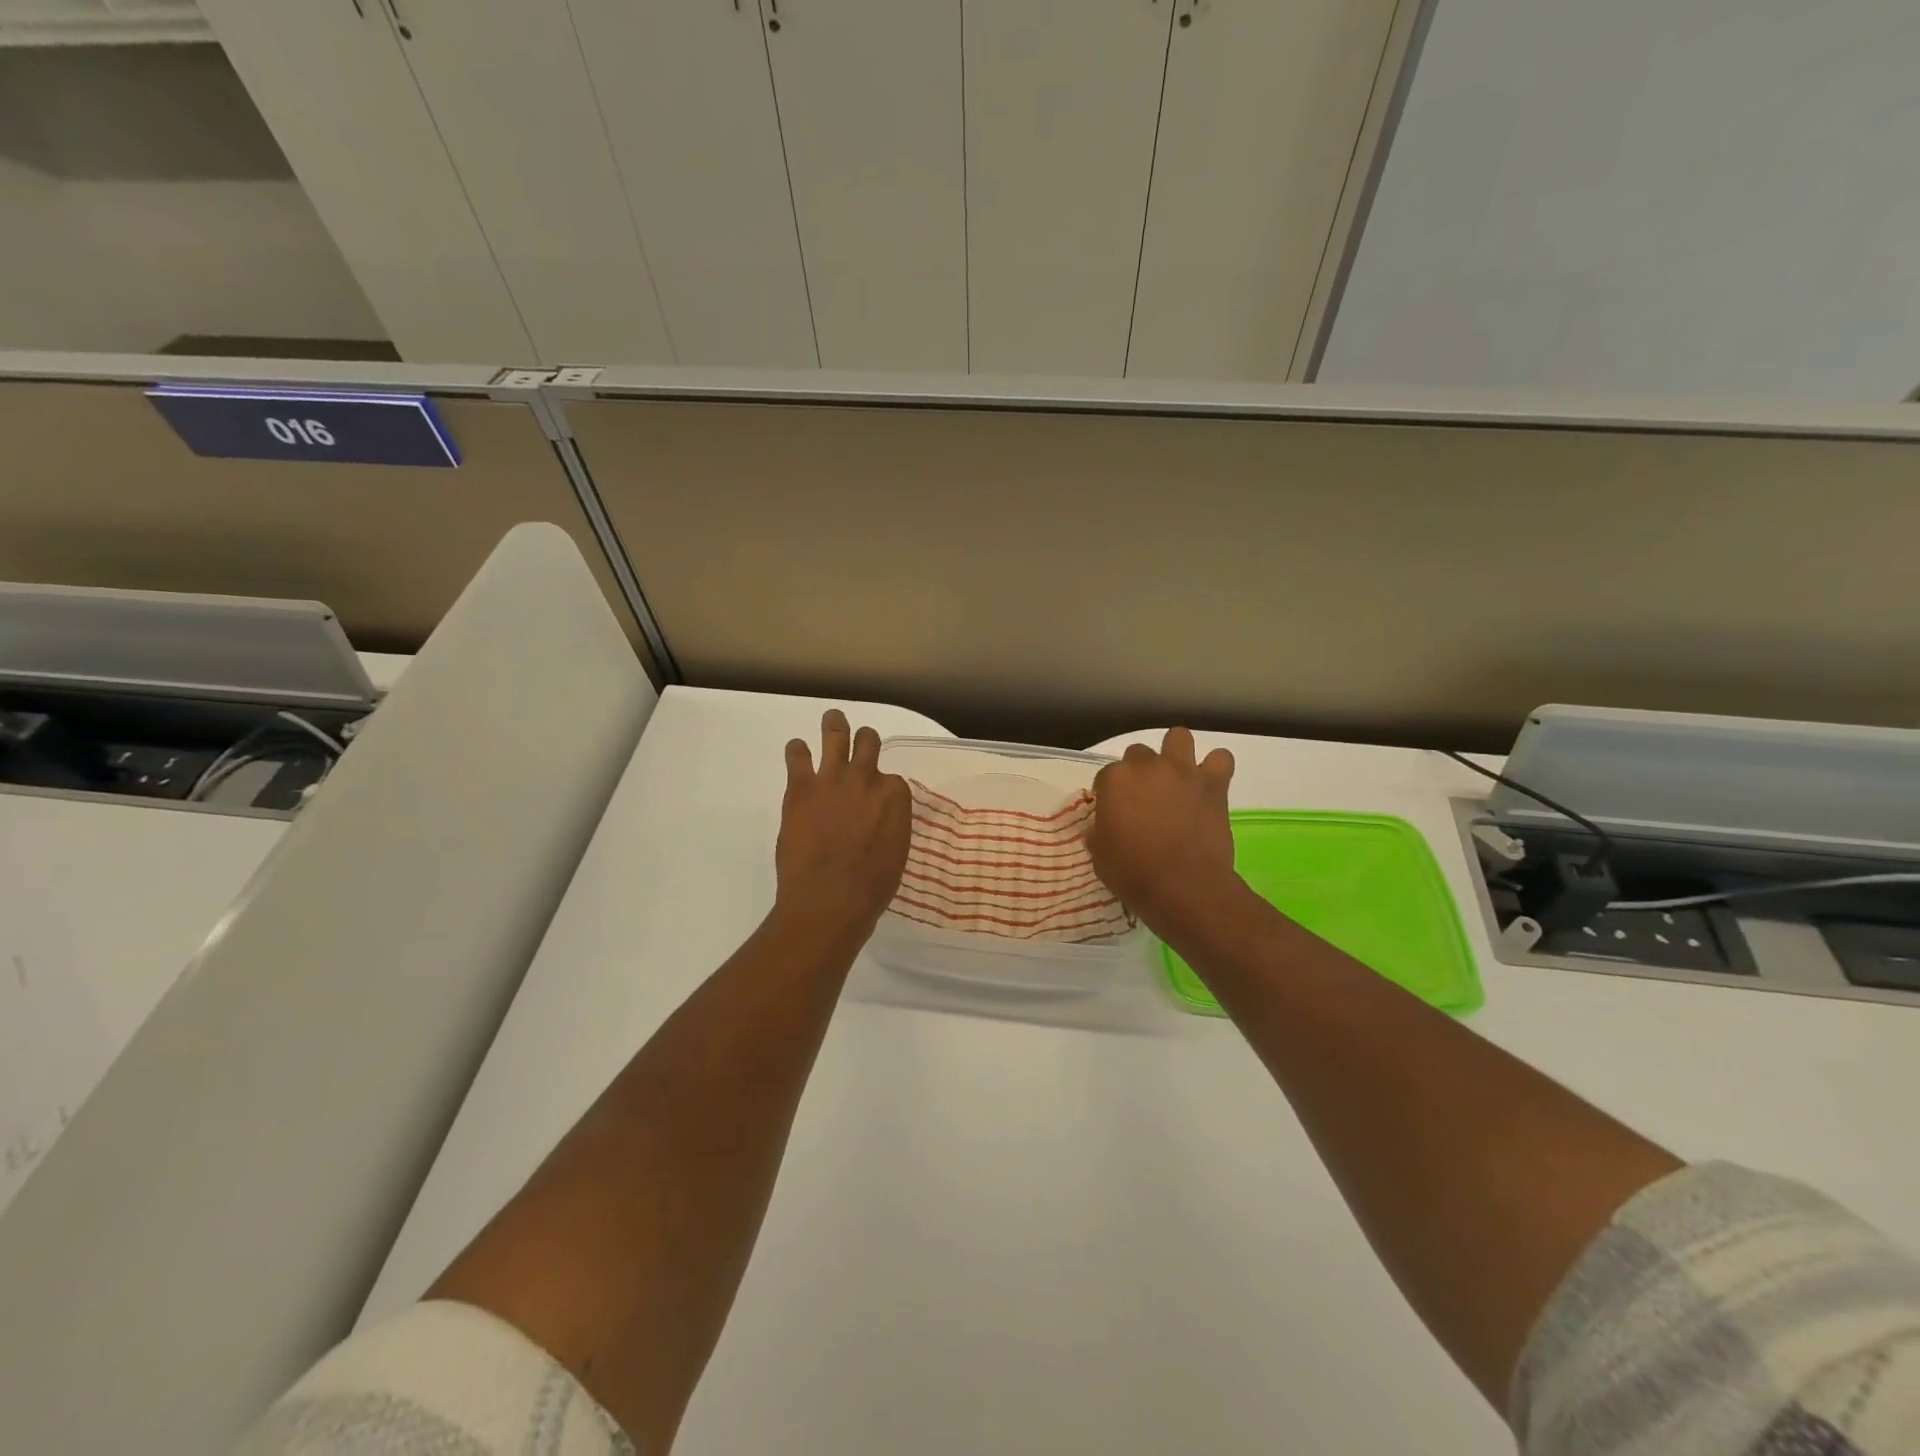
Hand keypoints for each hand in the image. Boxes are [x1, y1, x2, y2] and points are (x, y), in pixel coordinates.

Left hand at [775, 709, 912, 940]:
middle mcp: (867, 778)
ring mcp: (833, 778)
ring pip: (835, 733)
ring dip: (833, 724)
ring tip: (831, 720)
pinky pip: (797, 754)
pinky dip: (797, 751)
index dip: (882, 787)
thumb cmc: (871, 887)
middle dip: (864, 740)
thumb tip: (877, 821)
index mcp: (895, 796)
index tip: (875, 798)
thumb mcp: (896, 853)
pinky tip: (797, 751)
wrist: (830, 899)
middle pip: (868, 741)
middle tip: (858, 742)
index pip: (891, 779)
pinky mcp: (801, 786)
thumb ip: (889, 826)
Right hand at [1088, 727, 1239, 934]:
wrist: (1183, 888)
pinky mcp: (1214, 785)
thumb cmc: (1133, 873)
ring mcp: (1183, 772)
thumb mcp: (1099, 855)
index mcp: (1115, 780)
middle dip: (1140, 770)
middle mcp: (1148, 766)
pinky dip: (1216, 767)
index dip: (1110, 793)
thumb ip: (1099, 832)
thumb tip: (1101, 827)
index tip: (1115, 812)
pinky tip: (1209, 784)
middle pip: (1139, 753)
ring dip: (1176, 752)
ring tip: (1177, 777)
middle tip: (1145, 797)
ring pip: (1179, 737)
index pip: (1107, 774)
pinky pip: (1221, 759)